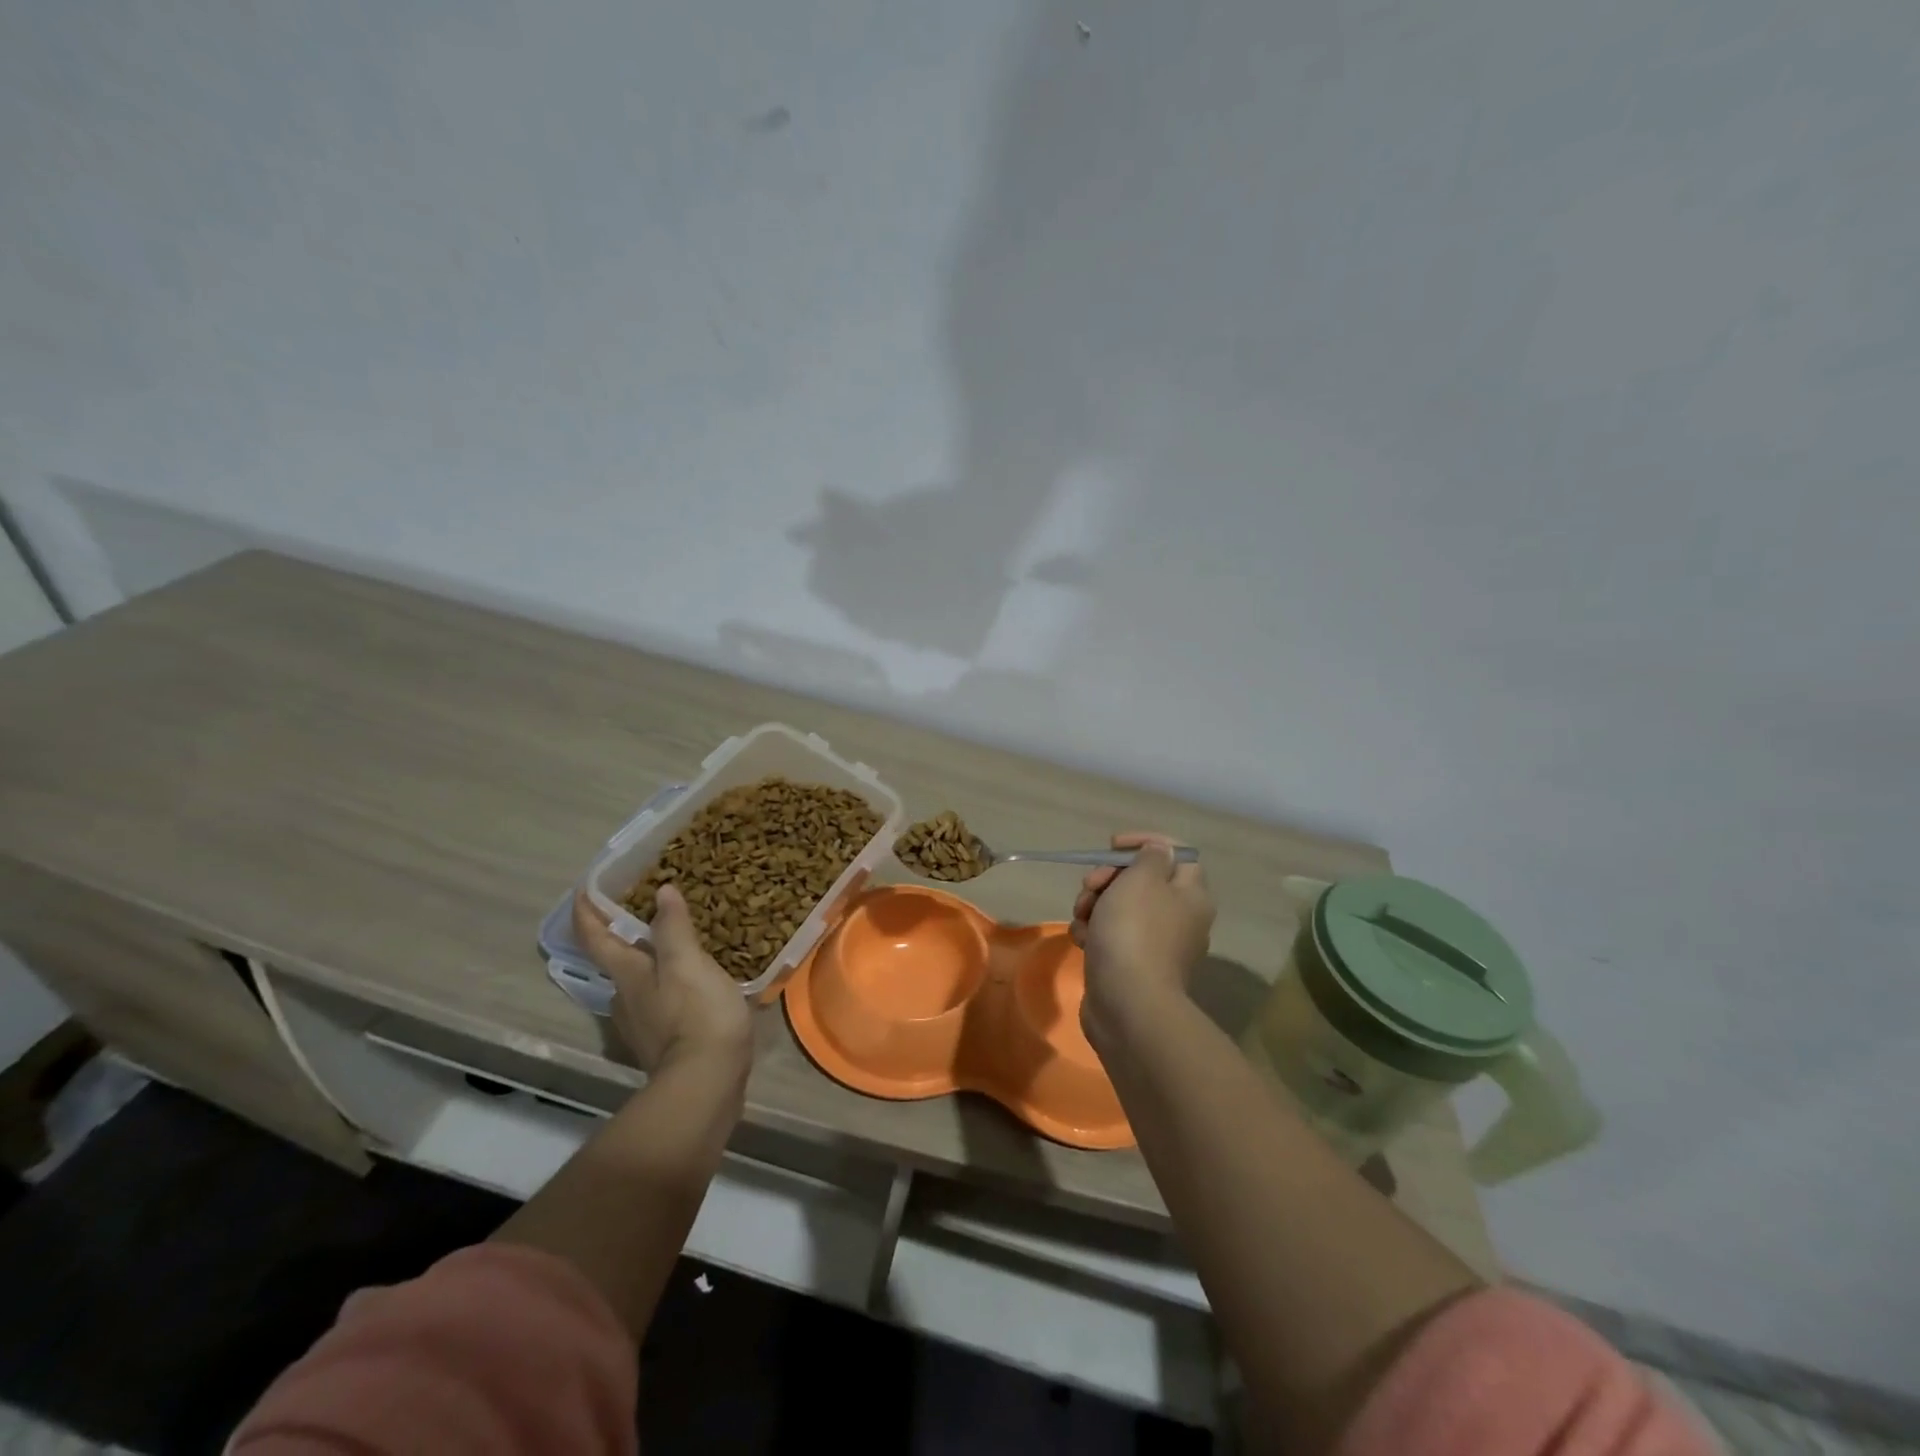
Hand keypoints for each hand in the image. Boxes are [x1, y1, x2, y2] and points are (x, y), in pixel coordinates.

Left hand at [572, 887, 752, 1073]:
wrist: (706, 1084)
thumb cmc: (696, 1015)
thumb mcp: (688, 964)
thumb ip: (674, 928)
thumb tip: (661, 891)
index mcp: (628, 975)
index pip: (596, 939)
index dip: (586, 913)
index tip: (582, 889)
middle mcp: (626, 999)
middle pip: (614, 962)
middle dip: (620, 935)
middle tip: (641, 910)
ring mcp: (643, 1025)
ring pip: (637, 983)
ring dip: (647, 961)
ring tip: (673, 943)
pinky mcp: (664, 1043)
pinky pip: (660, 1002)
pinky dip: (668, 985)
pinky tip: (691, 982)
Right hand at [1071, 832, 1214, 1043]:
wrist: (1127, 1004)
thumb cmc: (1135, 932)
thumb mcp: (1141, 879)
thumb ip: (1149, 857)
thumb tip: (1159, 851)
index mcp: (1191, 895)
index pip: (1177, 853)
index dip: (1144, 842)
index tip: (1112, 845)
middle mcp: (1180, 919)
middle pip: (1142, 881)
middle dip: (1109, 877)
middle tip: (1090, 885)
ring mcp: (1156, 946)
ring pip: (1121, 909)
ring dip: (1095, 905)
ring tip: (1081, 916)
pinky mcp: (1132, 967)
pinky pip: (1111, 937)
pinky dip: (1094, 934)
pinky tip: (1081, 939)